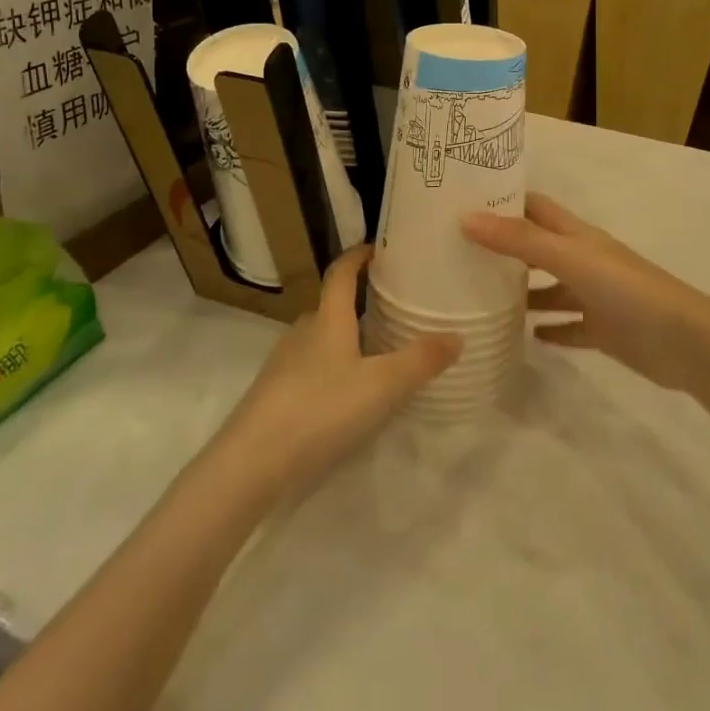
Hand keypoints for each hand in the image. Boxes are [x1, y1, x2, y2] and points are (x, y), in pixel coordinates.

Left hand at [219, 246, 459, 492]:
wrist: (252, 462)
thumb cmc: (321, 409)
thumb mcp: (382, 386)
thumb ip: (421, 360)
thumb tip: (457, 336)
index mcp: (328, 319)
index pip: (341, 272)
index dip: (358, 255)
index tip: (379, 248)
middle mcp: (303, 332)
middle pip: (332, 305)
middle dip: (360, 301)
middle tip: (395, 306)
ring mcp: (285, 363)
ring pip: (321, 338)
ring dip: (347, 337)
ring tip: (379, 350)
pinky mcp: (275, 394)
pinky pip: (311, 367)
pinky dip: (333, 367)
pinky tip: (349, 393)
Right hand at [463, 194, 709, 391]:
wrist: (685, 341)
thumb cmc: (626, 289)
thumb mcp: (570, 258)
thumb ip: (520, 240)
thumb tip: (465, 217)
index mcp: (577, 235)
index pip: (535, 207)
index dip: (504, 200)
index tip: (464, 201)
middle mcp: (583, 260)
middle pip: (538, 246)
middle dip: (505, 246)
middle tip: (460, 252)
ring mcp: (594, 296)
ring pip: (551, 289)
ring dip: (523, 291)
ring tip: (480, 296)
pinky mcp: (602, 330)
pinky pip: (568, 327)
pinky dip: (548, 329)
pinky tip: (526, 336)